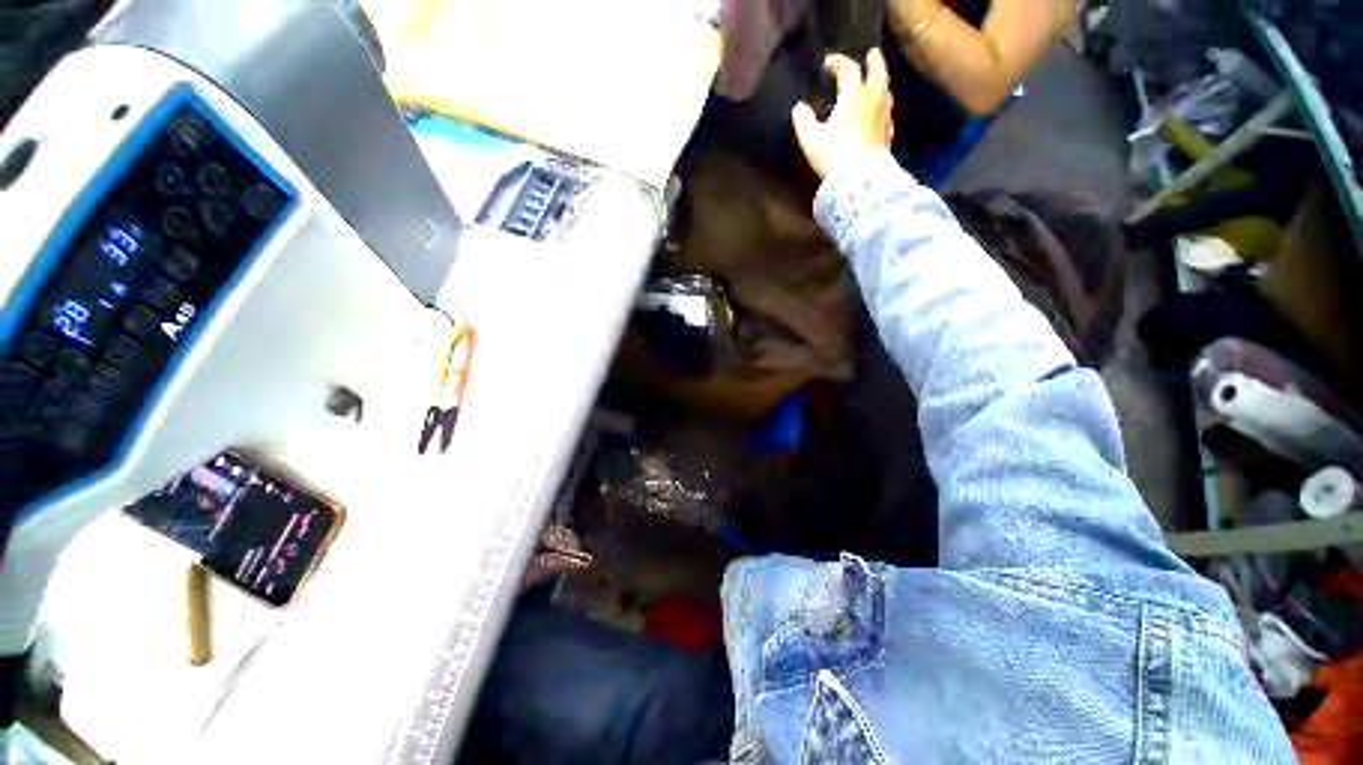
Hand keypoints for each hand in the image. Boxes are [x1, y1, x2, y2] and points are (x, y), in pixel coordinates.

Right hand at [791, 49, 893, 178]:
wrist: (859, 179)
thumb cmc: (834, 155)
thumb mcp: (811, 139)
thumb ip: (803, 121)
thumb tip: (799, 108)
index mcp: (853, 96)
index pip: (848, 70)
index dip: (838, 63)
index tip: (828, 63)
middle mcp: (873, 100)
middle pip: (878, 73)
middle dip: (874, 62)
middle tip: (872, 54)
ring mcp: (883, 118)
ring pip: (886, 93)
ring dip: (881, 84)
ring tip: (877, 82)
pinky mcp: (887, 136)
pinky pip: (887, 116)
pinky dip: (883, 109)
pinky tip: (880, 116)